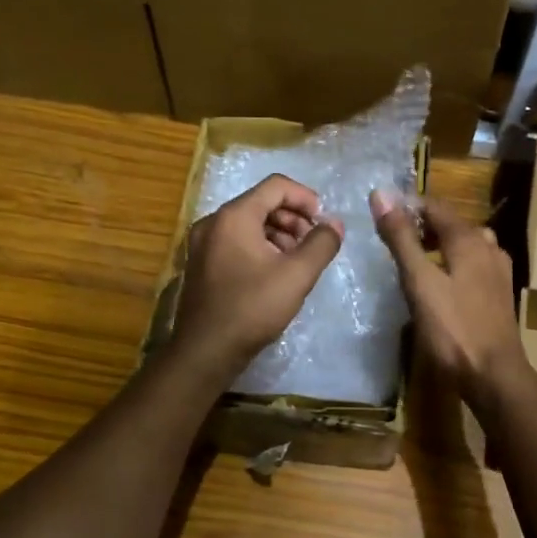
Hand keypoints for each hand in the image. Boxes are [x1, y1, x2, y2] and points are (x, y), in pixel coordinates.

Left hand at [173, 174, 343, 380]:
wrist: (205, 351)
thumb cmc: (252, 308)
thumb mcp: (297, 275)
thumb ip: (321, 244)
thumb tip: (335, 224)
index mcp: (233, 216)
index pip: (276, 186)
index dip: (306, 198)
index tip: (324, 222)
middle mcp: (213, 222)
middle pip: (261, 203)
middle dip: (293, 219)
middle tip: (313, 244)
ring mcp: (203, 244)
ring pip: (249, 224)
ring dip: (279, 234)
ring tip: (297, 261)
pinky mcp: (201, 265)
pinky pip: (236, 242)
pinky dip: (260, 248)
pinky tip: (274, 274)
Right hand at [370, 189, 526, 408]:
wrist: (494, 375)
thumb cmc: (453, 329)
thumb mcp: (419, 282)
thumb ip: (400, 238)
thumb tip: (380, 193)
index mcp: (469, 239)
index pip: (434, 206)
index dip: (407, 207)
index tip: (381, 216)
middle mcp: (489, 247)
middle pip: (452, 224)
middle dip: (423, 226)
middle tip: (393, 240)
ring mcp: (498, 271)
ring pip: (466, 245)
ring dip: (440, 245)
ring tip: (415, 261)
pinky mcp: (500, 294)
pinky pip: (474, 265)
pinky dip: (455, 264)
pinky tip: (442, 284)